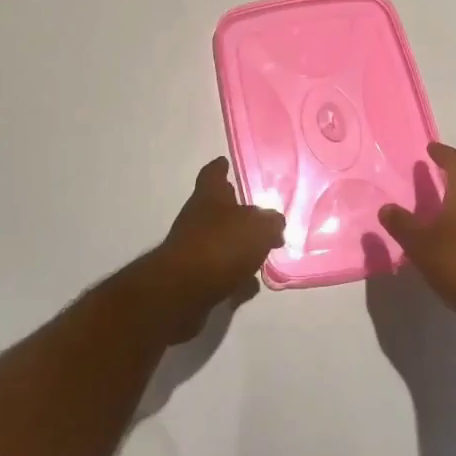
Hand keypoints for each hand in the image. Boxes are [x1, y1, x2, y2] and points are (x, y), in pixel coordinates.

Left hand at [126, 157, 284, 344]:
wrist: (181, 292)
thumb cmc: (221, 246)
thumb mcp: (259, 227)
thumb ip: (270, 222)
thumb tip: (273, 223)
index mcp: (209, 197)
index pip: (213, 174)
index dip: (220, 168)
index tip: (224, 162)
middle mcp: (197, 219)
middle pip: (217, 209)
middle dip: (236, 212)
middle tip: (258, 215)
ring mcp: (192, 250)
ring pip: (220, 242)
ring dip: (237, 246)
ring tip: (261, 253)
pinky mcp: (193, 280)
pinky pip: (220, 272)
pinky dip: (234, 276)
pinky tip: (250, 284)